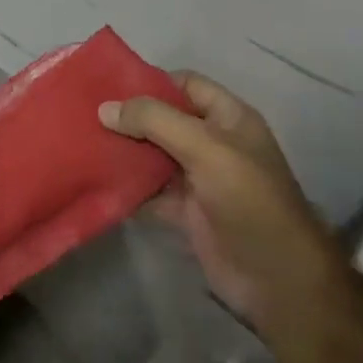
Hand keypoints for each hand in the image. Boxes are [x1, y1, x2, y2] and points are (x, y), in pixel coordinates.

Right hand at [100, 73, 337, 332]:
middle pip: (165, 120)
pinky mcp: (187, 214)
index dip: (151, 81)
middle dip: (130, 117)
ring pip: (155, 156)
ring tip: (84, 143)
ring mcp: (200, 180)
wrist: (278, 281)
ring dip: (125, 152)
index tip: (109, 85)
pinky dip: (128, 188)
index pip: (185, 84)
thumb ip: (154, 121)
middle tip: (86, 114)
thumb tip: (105, 108)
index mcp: (228, 118)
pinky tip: (98, 182)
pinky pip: (151, 192)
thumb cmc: (248, 199)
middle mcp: (213, 143)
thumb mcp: (204, 147)